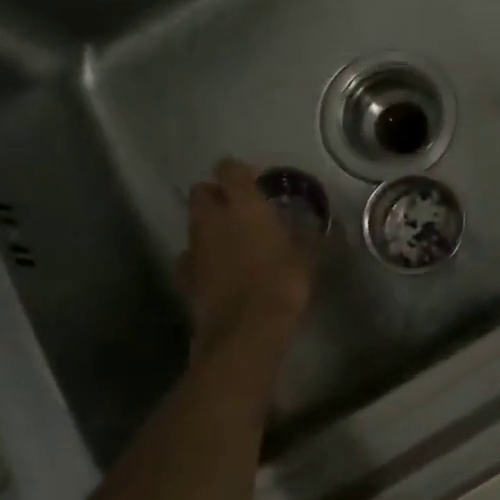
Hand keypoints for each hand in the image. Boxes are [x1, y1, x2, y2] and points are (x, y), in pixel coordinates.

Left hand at [177, 159, 313, 360]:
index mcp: (242, 205)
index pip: (229, 169)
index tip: (257, 183)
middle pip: (201, 192)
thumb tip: (314, 222)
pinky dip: (201, 258)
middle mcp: (212, 218)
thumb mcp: (307, 256)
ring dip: (209, 226)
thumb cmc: (282, 283)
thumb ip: (306, 233)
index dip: (240, 172)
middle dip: (216, 195)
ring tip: (232, 242)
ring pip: (194, 223)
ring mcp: (194, 247)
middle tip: (239, 209)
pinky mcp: (184, 276)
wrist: (245, 330)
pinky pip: (189, 257)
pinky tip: (218, 271)